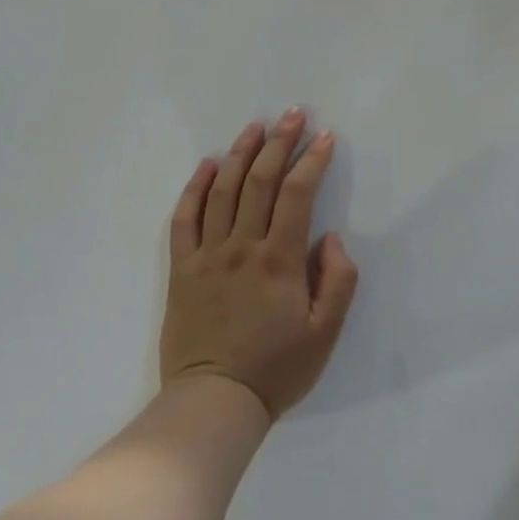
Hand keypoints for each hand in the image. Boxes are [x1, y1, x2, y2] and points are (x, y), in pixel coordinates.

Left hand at [159, 112, 358, 421]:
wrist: (212, 405)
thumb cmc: (276, 369)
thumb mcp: (325, 333)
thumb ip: (337, 280)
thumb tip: (330, 237)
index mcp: (279, 260)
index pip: (297, 194)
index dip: (312, 161)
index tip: (325, 137)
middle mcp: (242, 247)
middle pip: (260, 181)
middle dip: (279, 143)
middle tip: (293, 114)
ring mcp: (207, 255)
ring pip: (222, 191)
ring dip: (240, 153)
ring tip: (255, 127)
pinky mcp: (182, 270)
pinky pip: (184, 219)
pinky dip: (194, 188)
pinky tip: (207, 165)